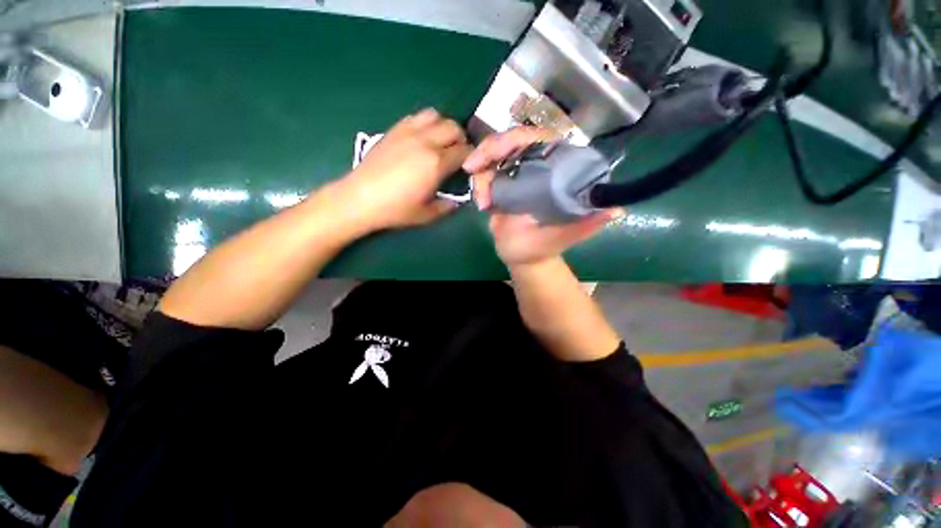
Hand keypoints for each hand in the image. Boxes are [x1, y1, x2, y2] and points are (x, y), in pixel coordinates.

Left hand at [333, 108, 472, 231]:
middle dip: (461, 140)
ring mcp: (408, 132)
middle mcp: (425, 141)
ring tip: (440, 143)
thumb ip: (447, 207)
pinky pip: (416, 117)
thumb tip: (457, 201)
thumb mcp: (426, 215)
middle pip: (454, 127)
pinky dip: (426, 124)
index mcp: (436, 163)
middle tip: (457, 155)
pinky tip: (421, 139)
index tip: (470, 167)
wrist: (359, 199)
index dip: (472, 158)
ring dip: (443, 127)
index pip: (464, 151)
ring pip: (435, 115)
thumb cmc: (395, 210)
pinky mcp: (394, 130)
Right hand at [463, 127, 622, 266]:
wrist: (522, 256)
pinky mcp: (500, 184)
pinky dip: (478, 185)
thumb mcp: (564, 237)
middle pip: (512, 141)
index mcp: (557, 173)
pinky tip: (482, 205)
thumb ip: (586, 224)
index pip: (540, 141)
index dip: (517, 139)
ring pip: (493, 155)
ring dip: (482, 173)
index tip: (499, 152)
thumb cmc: (543, 247)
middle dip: (489, 150)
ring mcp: (517, 174)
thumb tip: (617, 209)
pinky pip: (484, 173)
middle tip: (473, 167)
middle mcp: (537, 167)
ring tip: (482, 202)